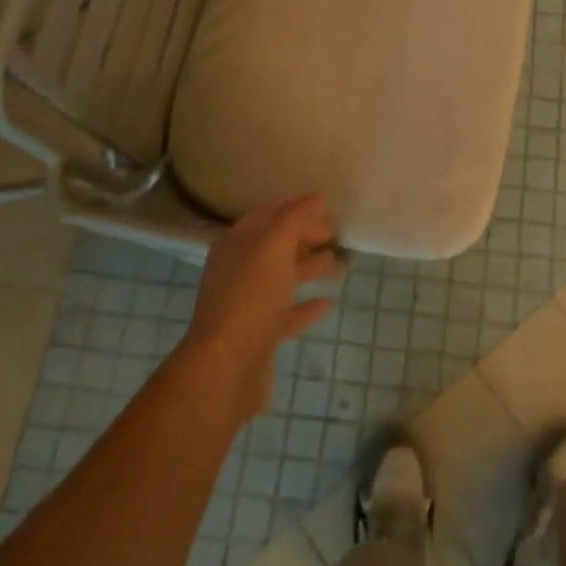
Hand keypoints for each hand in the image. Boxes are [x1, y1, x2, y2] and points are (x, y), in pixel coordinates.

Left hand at [181, 195, 342, 424]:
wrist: (227, 366)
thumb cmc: (250, 296)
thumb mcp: (274, 246)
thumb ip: (294, 219)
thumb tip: (315, 198)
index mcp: (236, 244)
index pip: (267, 215)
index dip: (293, 205)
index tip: (323, 202)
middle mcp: (237, 270)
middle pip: (275, 245)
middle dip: (303, 236)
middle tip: (334, 234)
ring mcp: (247, 304)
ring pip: (281, 278)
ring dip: (308, 267)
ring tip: (337, 263)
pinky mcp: (259, 335)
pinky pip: (286, 312)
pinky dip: (306, 305)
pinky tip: (328, 302)